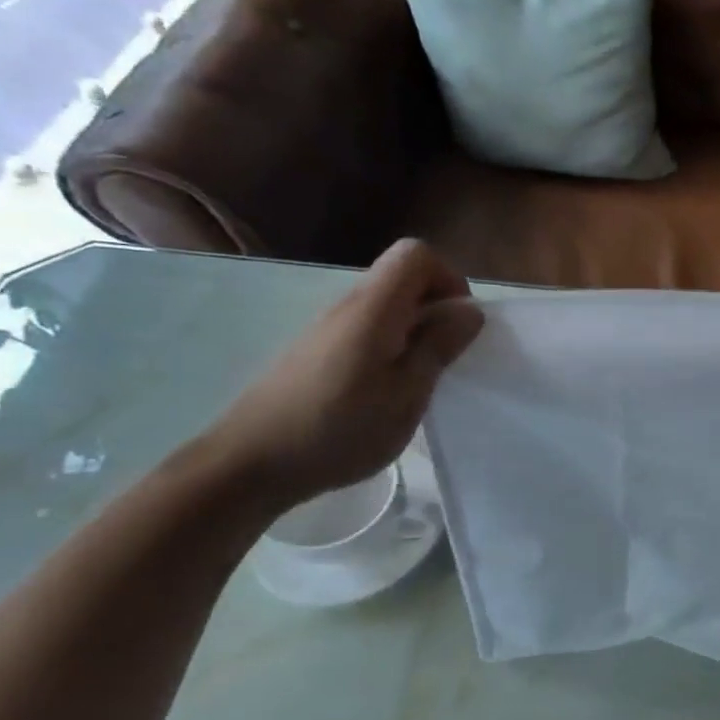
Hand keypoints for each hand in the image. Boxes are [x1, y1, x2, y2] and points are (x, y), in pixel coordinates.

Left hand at [206, 240, 483, 510]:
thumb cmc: (339, 430)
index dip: (449, 279)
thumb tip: (470, 309)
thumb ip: (439, 346)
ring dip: (416, 330)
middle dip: (437, 307)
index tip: (459, 324)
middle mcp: (348, 306)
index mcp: (373, 309)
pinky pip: (368, 330)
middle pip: (402, 277)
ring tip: (420, 380)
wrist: (249, 465)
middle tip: (448, 357)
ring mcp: (328, 329)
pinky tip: (387, 392)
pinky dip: (392, 347)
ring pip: (386, 306)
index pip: (416, 254)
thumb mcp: (407, 394)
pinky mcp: (317, 352)